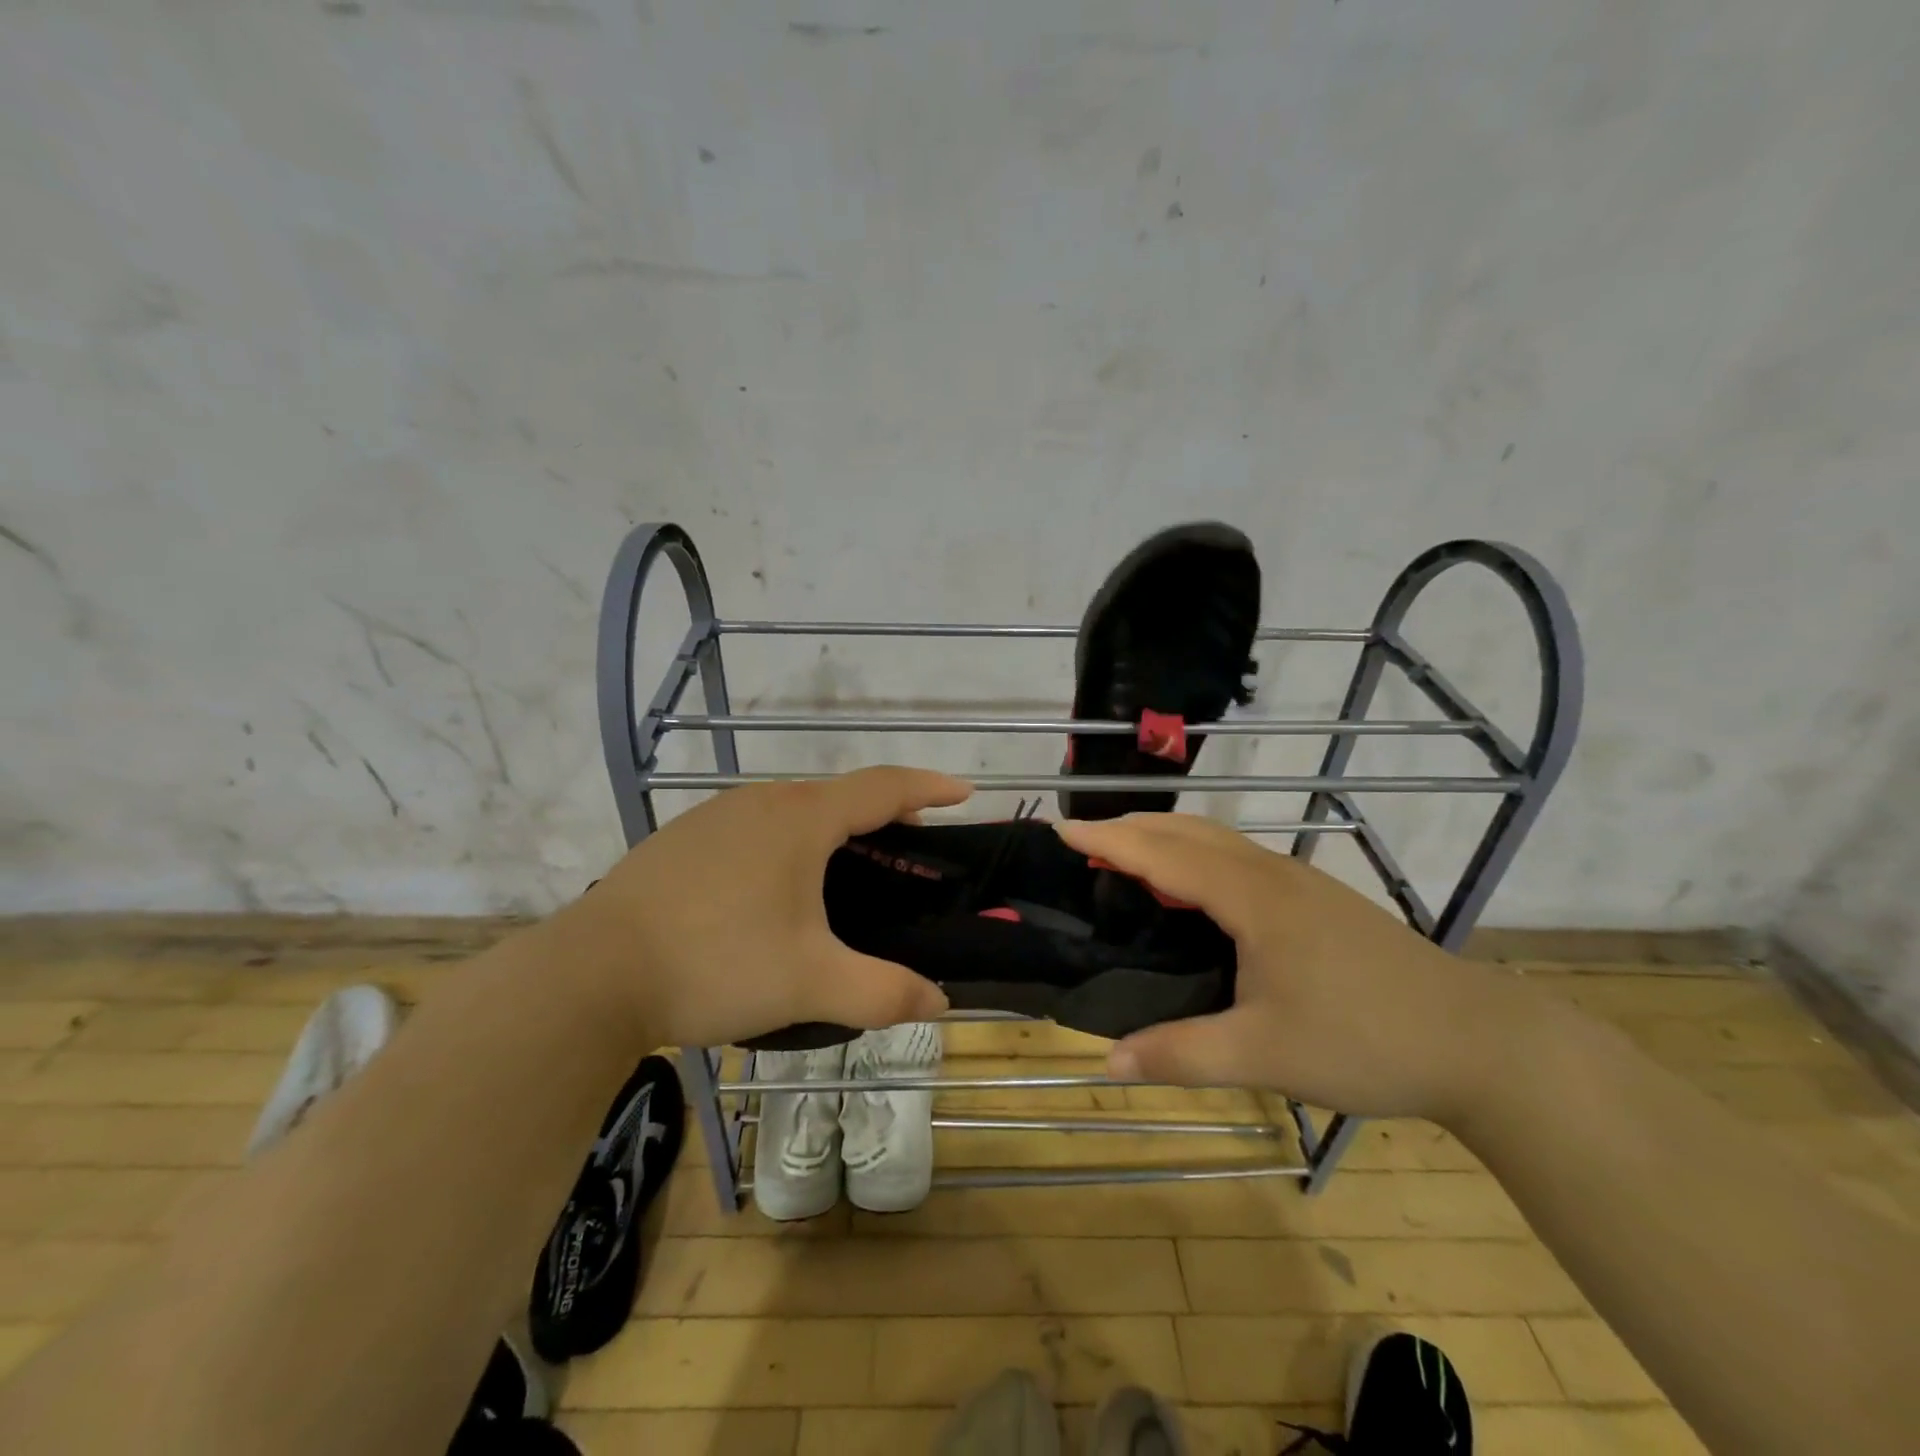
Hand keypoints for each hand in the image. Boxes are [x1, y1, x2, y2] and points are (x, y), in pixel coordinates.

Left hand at [556, 767, 971, 1047]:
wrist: (589, 976)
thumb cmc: (715, 963)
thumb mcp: (810, 984)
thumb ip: (883, 993)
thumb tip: (939, 1002)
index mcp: (802, 819)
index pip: (884, 786)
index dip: (930, 786)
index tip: (964, 792)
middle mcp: (761, 802)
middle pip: (839, 796)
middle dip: (884, 815)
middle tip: (911, 849)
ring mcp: (715, 817)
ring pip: (793, 811)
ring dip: (832, 831)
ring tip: (849, 872)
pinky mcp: (682, 841)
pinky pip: (755, 829)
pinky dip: (787, 844)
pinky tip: (775, 891)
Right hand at [1055, 813, 1522, 1122]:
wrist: (1479, 1041)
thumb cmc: (1366, 1040)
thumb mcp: (1265, 1055)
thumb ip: (1181, 1054)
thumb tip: (1107, 1062)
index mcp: (1252, 897)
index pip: (1163, 854)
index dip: (1108, 840)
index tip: (1061, 828)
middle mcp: (1272, 873)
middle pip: (1188, 831)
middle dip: (1131, 827)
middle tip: (1083, 841)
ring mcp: (1300, 881)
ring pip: (1217, 840)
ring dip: (1165, 837)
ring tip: (1125, 857)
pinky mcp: (1317, 898)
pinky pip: (1238, 858)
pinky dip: (1195, 855)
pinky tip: (1193, 890)